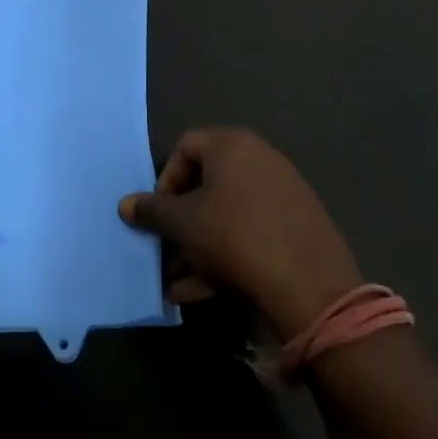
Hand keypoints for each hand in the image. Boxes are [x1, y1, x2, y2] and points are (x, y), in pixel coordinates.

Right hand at [118, 128, 361, 337]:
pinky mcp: (298, 230)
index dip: (164, 179)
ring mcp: (284, 196)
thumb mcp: (182, 224)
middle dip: (179, 221)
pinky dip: (224, 256)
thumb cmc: (234, 237)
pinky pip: (250, 235)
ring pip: (227, 216)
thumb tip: (125, 205)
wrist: (312, 288)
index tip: (158, 212)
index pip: (185, 147)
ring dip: (197, 246)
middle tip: (164, 248)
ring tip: (176, 281)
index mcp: (233, 146)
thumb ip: (151, 211)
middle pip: (206, 185)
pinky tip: (202, 292)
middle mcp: (261, 161)